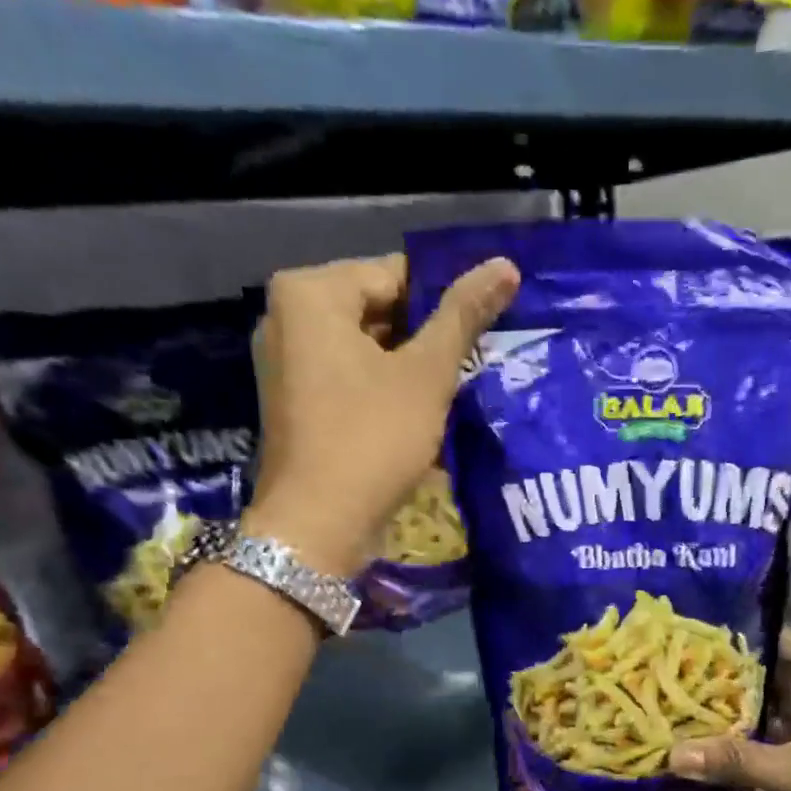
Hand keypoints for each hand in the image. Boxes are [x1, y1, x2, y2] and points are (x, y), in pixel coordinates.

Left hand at [245, 252, 518, 574]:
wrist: (317, 526)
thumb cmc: (372, 438)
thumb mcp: (426, 374)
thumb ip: (463, 315)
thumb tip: (505, 264)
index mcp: (309, 293)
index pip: (395, 274)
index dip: (445, 302)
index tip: (484, 331)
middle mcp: (286, 317)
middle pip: (378, 312)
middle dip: (427, 339)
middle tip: (474, 364)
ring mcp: (286, 364)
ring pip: (366, 351)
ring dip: (410, 370)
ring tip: (455, 392)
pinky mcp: (294, 404)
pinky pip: (349, 381)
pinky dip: (384, 393)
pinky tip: (420, 418)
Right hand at [667, 628, 790, 790]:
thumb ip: (737, 760)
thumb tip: (672, 755)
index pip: (772, 640)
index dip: (732, 640)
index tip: (684, 642)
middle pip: (761, 672)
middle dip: (720, 677)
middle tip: (668, 675)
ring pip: (760, 703)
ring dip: (725, 708)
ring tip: (673, 702)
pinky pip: (761, 732)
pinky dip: (736, 736)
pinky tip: (697, 737)